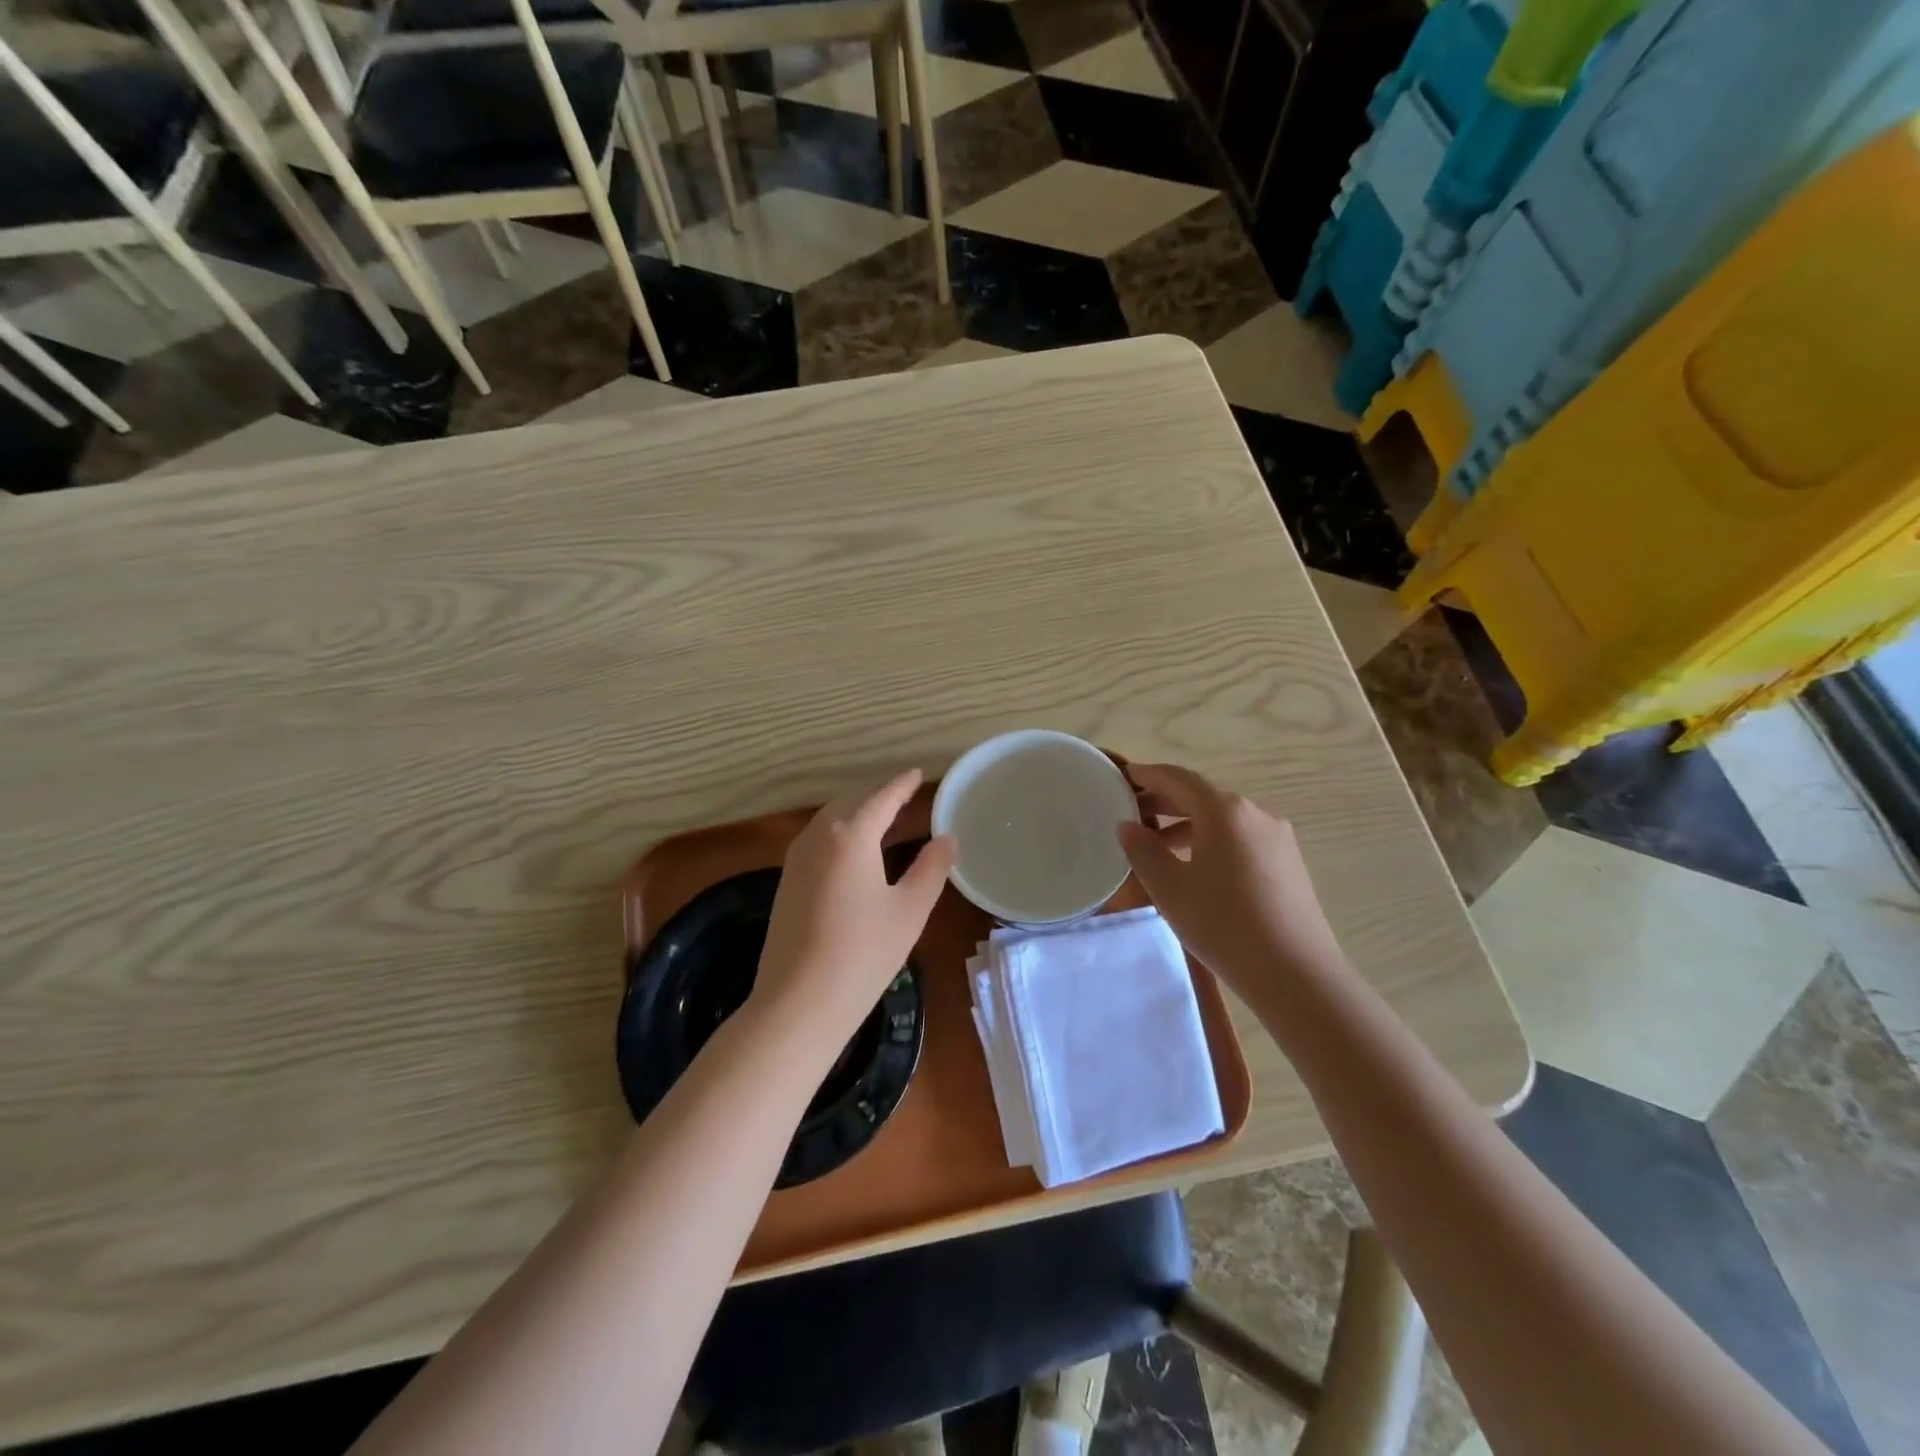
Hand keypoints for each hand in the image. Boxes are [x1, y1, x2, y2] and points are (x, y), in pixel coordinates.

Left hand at [752, 770, 956, 1048]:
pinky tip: (853, 850)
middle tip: (905, 795)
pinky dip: (840, 832)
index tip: (918, 774)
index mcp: (850, 835)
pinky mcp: (786, 882)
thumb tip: (946, 839)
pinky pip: (818, 840)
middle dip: (878, 795)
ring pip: (830, 819)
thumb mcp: (909, 910)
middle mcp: (818, 836)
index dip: (902, 785)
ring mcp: (796, 859)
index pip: (881, 798)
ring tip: (882, 818)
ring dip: (856, 812)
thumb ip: (931, 868)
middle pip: (851, 802)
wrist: (797, 1003)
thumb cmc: (863, 954)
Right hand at [1117, 763, 1346, 997]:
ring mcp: (1277, 838)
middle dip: (1165, 801)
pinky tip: (1197, 870)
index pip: (1177, 778)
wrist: (1295, 974)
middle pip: (1202, 796)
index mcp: (1224, 810)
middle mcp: (1255, 813)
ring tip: (1159, 848)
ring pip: (1222, 820)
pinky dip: (1212, 842)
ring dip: (1187, 825)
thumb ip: (1143, 850)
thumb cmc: (1223, 924)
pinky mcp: (1288, 863)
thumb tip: (1129, 826)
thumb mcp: (1169, 888)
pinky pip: (1241, 839)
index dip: (1147, 775)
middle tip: (1132, 813)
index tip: (1122, 778)